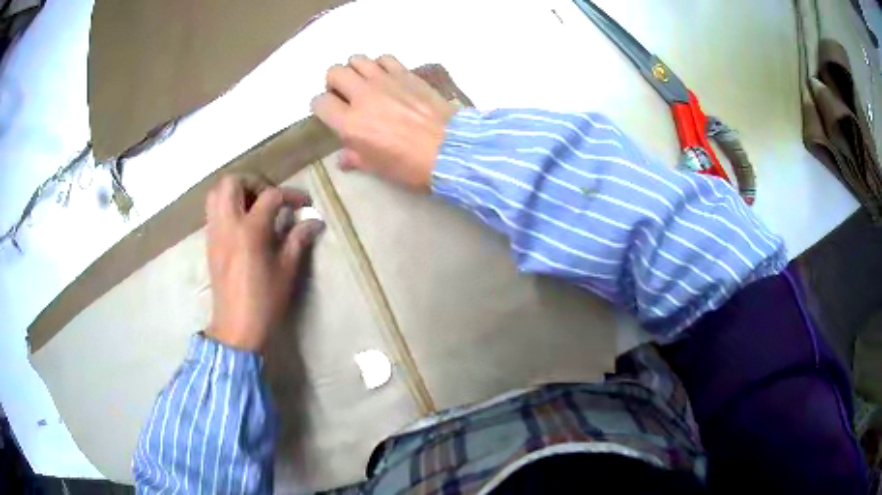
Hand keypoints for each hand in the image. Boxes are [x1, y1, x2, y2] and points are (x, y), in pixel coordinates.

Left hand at [204, 176, 323, 350]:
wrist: (236, 327)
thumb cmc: (264, 302)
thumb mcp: (286, 271)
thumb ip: (298, 240)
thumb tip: (314, 222)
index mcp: (250, 232)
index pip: (270, 196)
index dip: (291, 195)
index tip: (304, 203)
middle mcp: (228, 225)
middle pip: (232, 182)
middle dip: (253, 182)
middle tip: (269, 197)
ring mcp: (215, 233)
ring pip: (216, 193)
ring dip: (236, 191)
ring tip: (253, 206)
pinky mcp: (210, 242)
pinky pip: (213, 210)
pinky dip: (227, 205)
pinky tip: (242, 223)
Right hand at [311, 54, 456, 189]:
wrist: (450, 150)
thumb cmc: (410, 165)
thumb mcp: (377, 168)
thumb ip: (355, 158)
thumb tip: (343, 158)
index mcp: (350, 123)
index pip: (320, 102)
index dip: (321, 107)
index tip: (329, 113)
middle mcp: (362, 96)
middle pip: (334, 72)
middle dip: (334, 83)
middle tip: (345, 95)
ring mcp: (385, 80)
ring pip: (356, 59)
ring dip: (355, 70)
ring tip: (364, 83)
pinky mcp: (405, 73)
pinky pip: (384, 58)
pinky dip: (379, 65)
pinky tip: (386, 77)